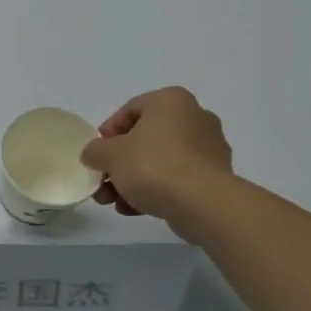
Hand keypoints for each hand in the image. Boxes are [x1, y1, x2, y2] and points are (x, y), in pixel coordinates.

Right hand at [80, 87, 234, 230]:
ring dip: (133, 180)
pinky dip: (156, 189)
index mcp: (171, 101)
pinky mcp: (216, 176)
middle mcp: (195, 117)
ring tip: (115, 203)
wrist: (203, 203)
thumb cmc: (153, 166)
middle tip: (103, 183)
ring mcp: (209, 147)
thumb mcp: (109, 155)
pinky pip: (177, 177)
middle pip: (145, 139)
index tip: (96, 155)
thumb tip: (94, 155)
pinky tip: (136, 209)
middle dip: (119, 163)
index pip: (130, 110)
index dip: (108, 133)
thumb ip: (95, 151)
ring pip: (160, 160)